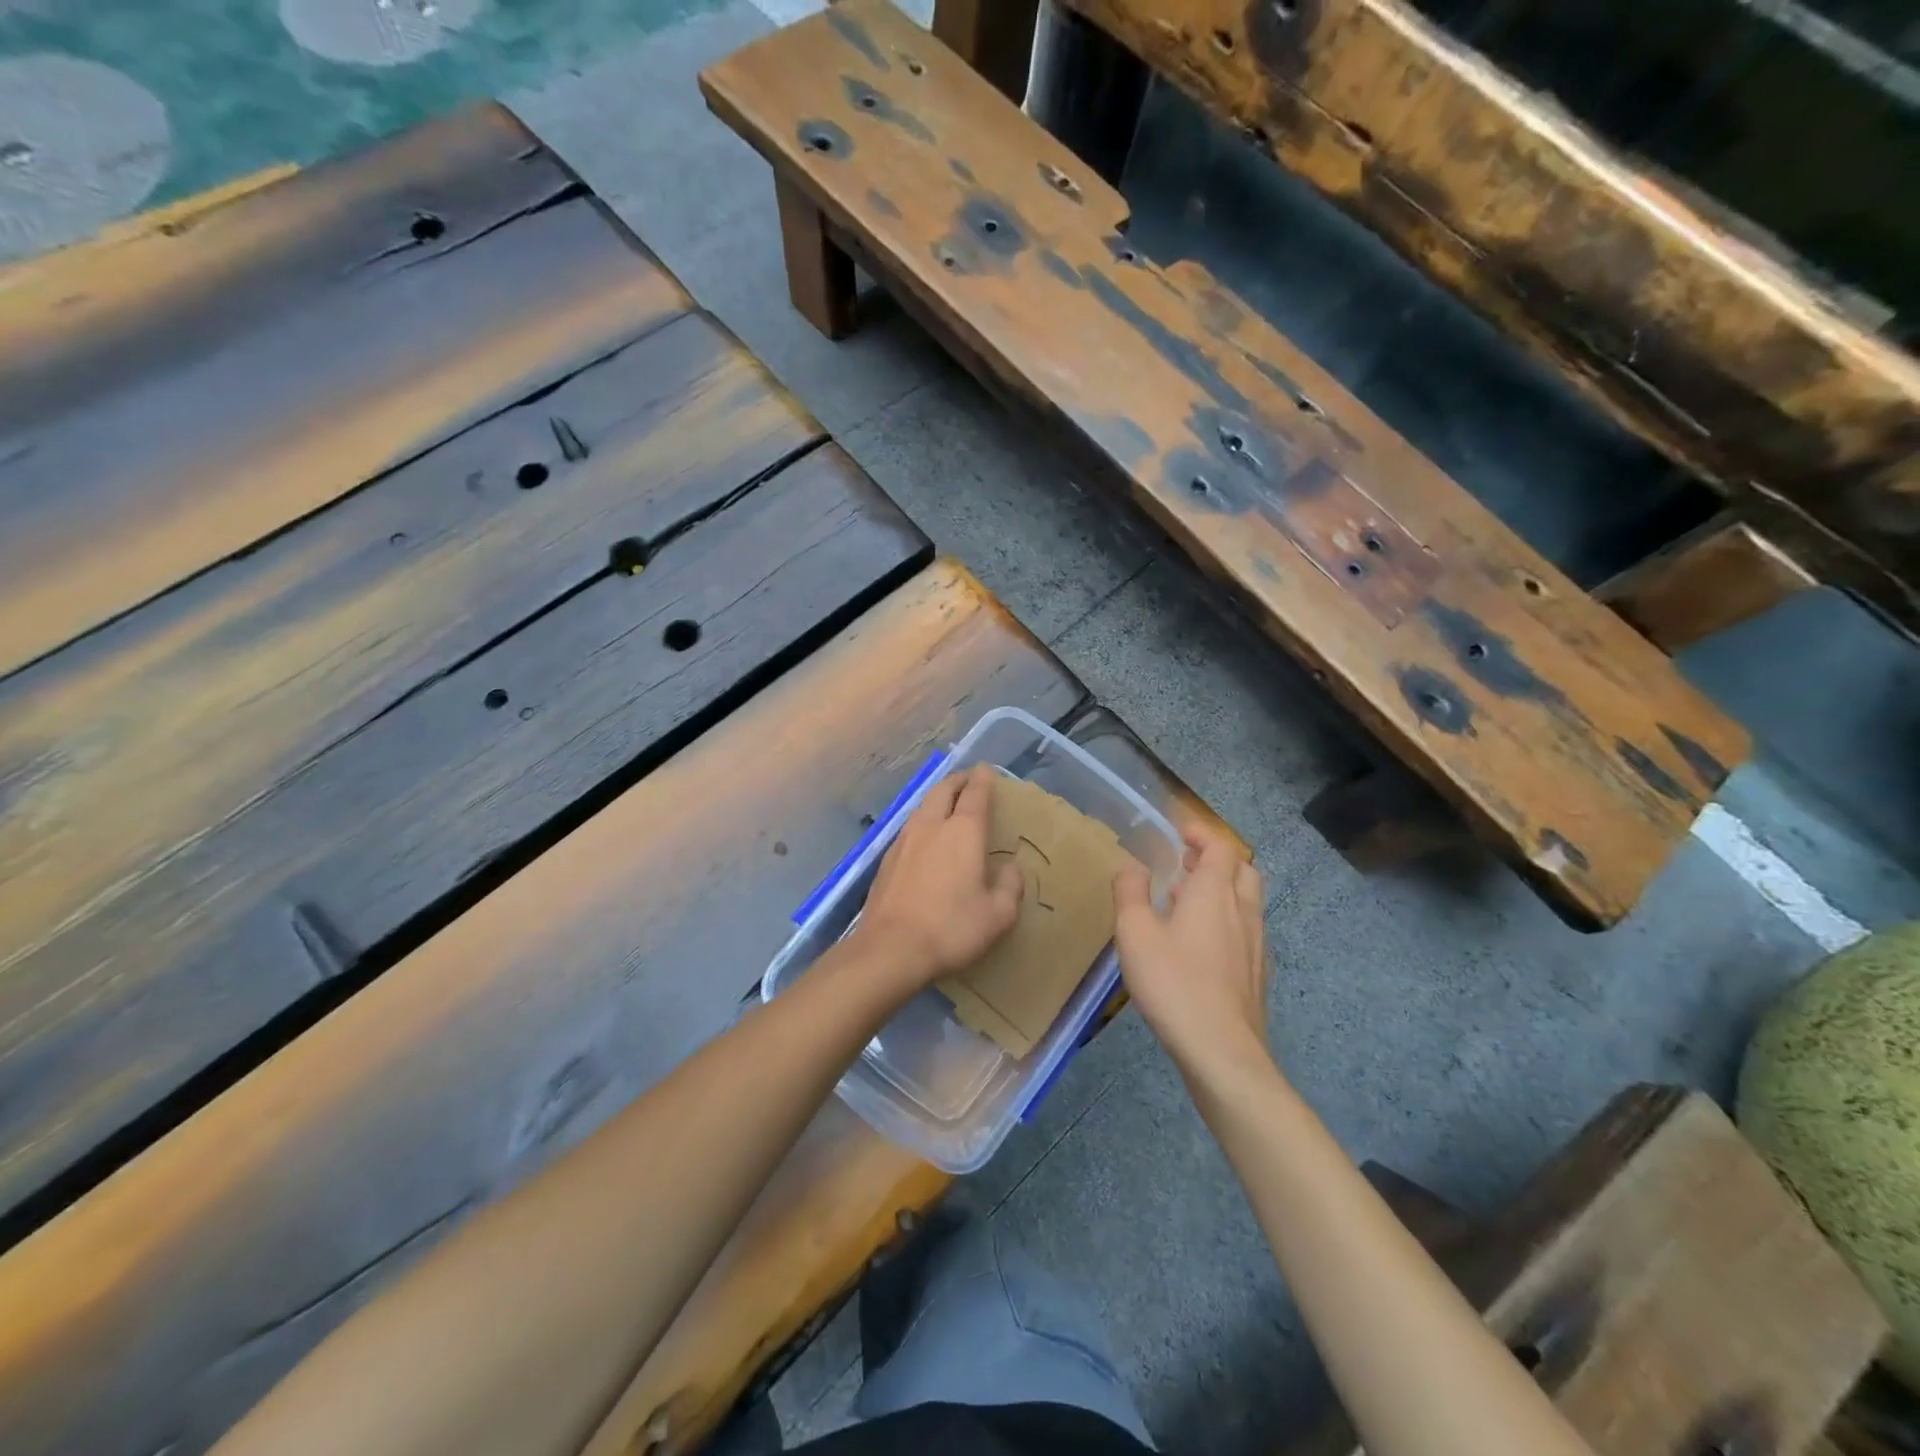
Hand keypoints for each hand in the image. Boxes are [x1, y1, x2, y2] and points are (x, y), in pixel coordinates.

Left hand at [856, 764, 1023, 985]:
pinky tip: (924, 837)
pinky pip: (909, 828)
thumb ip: (1009, 887)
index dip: (983, 780)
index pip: (975, 795)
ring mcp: (904, 841)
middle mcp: (931, 827)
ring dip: (937, 798)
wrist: (890, 948)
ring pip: (922, 807)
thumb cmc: (951, 928)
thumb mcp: (997, 915)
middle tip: (968, 780)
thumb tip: (1010, 869)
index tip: (986, 770)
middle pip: (943, 791)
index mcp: (962, 833)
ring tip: (946, 803)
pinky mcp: (887, 860)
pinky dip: (922, 821)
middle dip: (957, 781)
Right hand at [1113, 822, 1269, 1080]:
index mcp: (1214, 892)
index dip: (1201, 835)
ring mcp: (1256, 944)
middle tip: (1186, 865)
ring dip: (1222, 891)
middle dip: (1217, 860)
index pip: (1221, 847)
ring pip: (1248, 901)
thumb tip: (1132, 865)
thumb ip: (1130, 892)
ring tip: (1187, 903)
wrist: (1221, 1050)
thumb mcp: (1134, 933)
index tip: (1180, 834)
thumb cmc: (1173, 982)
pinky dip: (1228, 921)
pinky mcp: (1258, 974)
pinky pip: (1247, 931)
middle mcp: (1243, 910)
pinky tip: (1202, 946)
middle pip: (1243, 870)